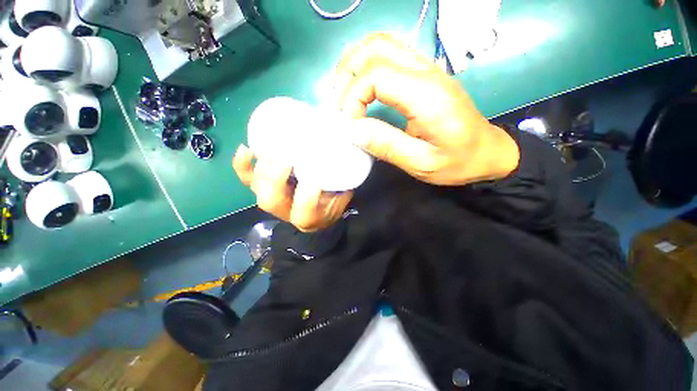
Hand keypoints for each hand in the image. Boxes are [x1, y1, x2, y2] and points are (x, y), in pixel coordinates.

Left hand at [233, 145, 352, 231]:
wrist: (319, 213)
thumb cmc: (333, 202)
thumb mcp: (344, 194)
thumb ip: (345, 177)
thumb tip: (349, 146)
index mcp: (309, 217)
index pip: (304, 210)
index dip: (307, 194)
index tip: (317, 176)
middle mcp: (286, 211)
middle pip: (272, 199)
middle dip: (276, 176)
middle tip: (288, 155)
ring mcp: (273, 199)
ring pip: (258, 187)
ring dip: (262, 167)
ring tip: (270, 148)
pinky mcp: (265, 189)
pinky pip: (248, 180)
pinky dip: (243, 165)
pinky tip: (246, 148)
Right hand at [334, 33, 519, 185]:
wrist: (487, 152)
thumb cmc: (458, 162)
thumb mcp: (421, 163)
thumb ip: (386, 145)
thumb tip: (351, 131)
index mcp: (426, 94)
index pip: (376, 76)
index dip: (353, 99)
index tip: (349, 127)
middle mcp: (425, 72)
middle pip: (375, 48)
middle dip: (347, 76)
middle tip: (338, 107)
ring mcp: (426, 69)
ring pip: (380, 45)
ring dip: (354, 66)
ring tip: (344, 97)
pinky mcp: (423, 75)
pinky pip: (389, 54)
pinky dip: (367, 67)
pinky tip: (361, 89)